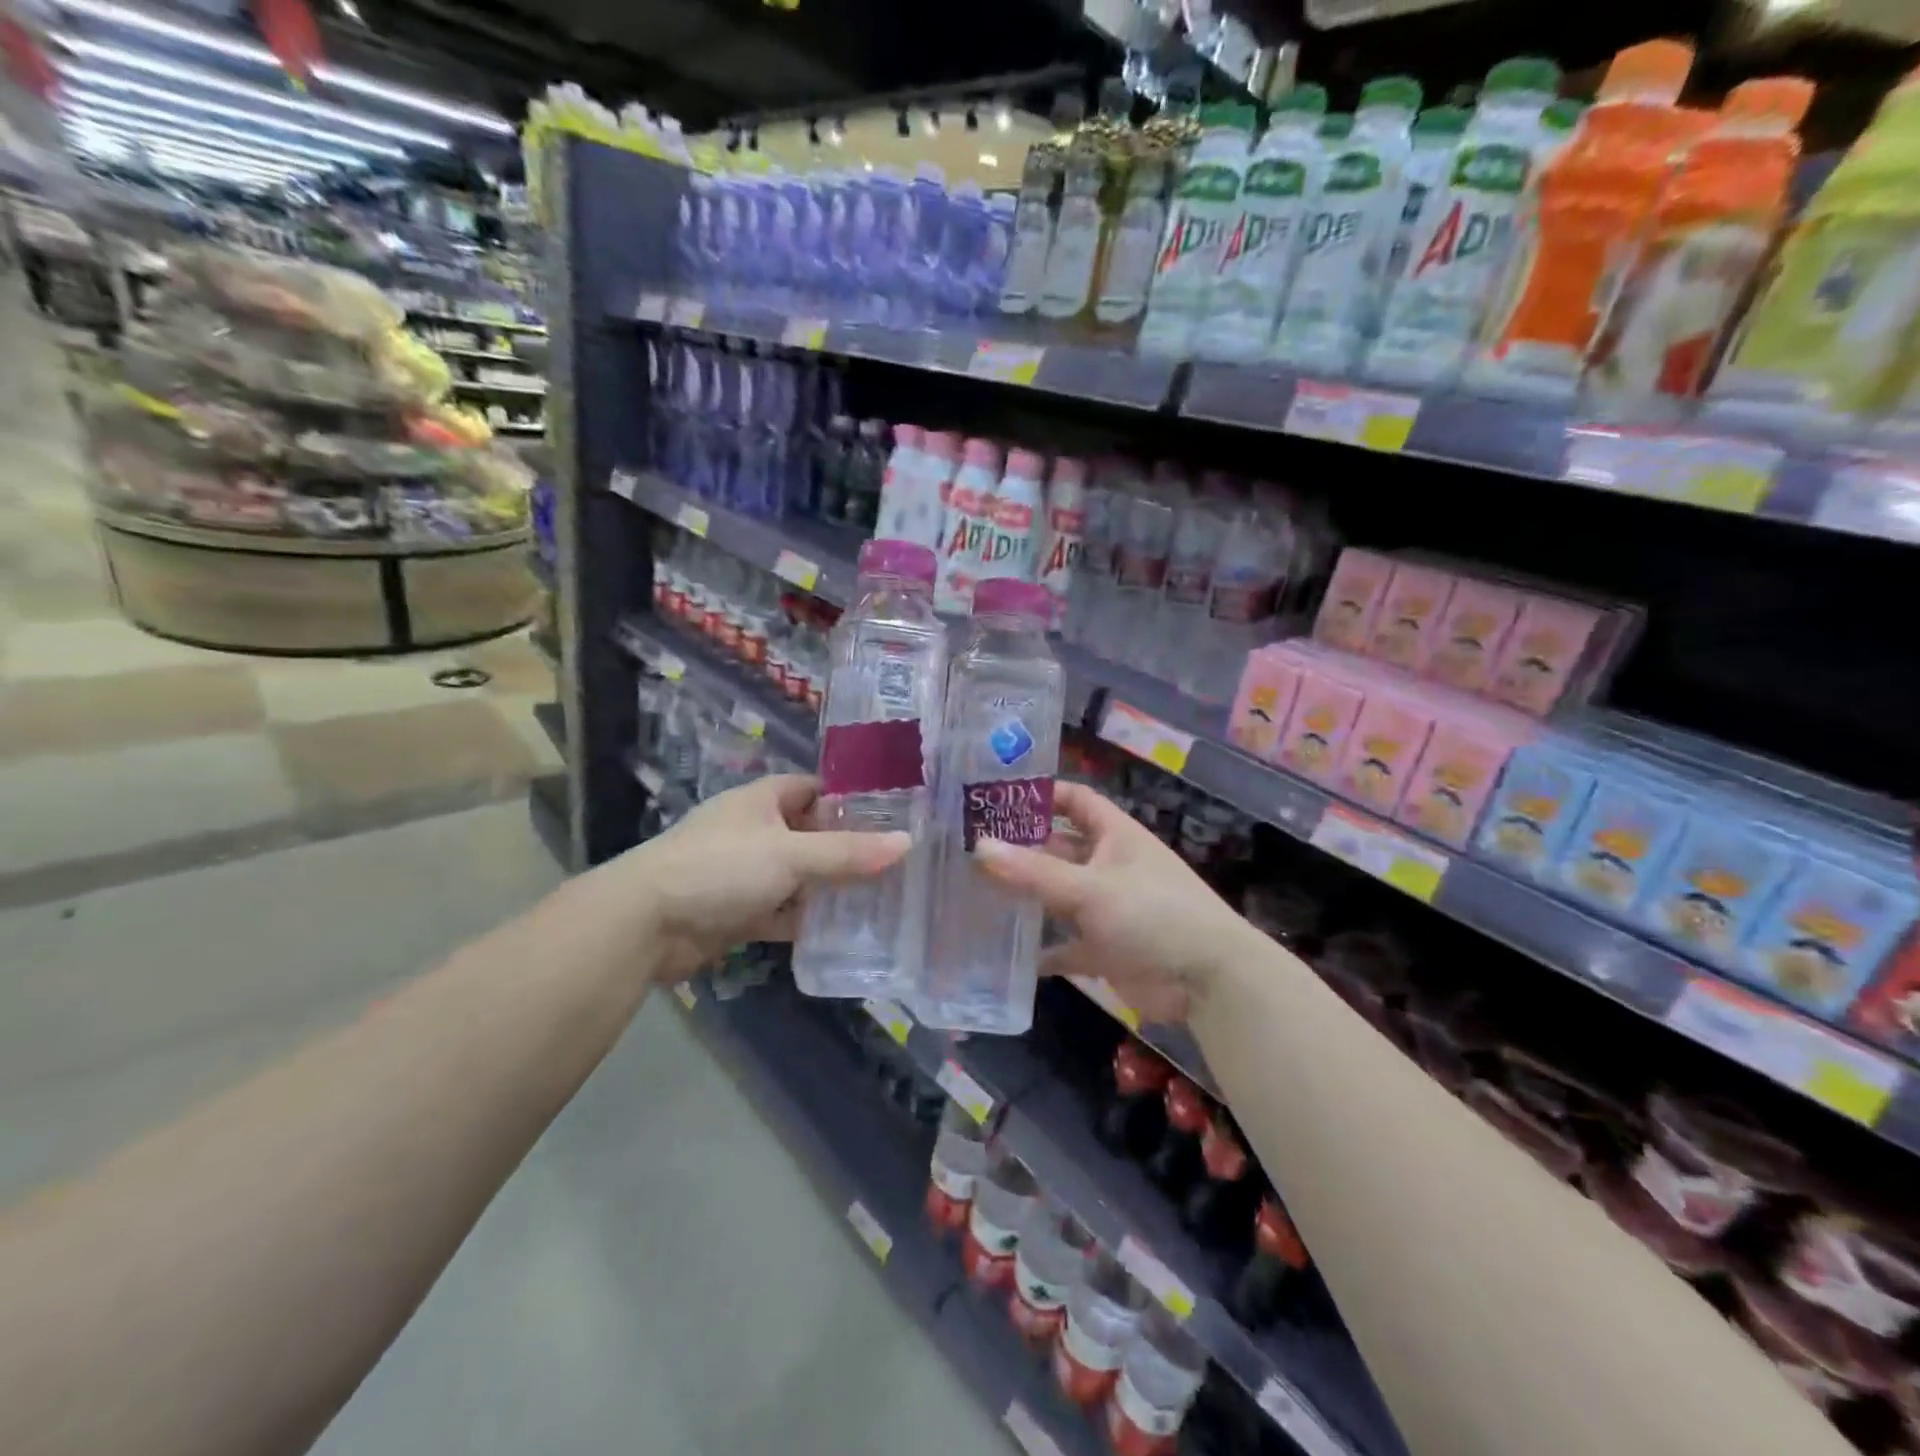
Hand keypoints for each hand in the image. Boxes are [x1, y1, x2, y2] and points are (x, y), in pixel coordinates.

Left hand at [629, 775, 908, 980]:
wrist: (645, 924)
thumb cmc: (721, 867)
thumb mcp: (791, 854)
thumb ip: (848, 852)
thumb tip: (907, 842)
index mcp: (763, 801)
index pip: (815, 789)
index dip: (850, 798)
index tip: (893, 813)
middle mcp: (755, 832)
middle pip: (811, 834)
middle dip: (848, 847)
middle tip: (898, 860)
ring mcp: (746, 873)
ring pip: (800, 876)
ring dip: (830, 887)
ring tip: (884, 895)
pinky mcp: (739, 912)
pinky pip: (784, 912)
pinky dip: (807, 920)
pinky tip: (844, 930)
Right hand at [973, 782, 1257, 1021]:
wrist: (1209, 982)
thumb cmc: (1153, 915)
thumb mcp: (1089, 889)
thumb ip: (1034, 871)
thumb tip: (979, 847)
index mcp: (1115, 835)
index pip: (1075, 800)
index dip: (1040, 795)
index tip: (996, 798)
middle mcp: (1109, 865)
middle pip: (1059, 848)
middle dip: (1021, 848)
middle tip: (969, 849)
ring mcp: (1107, 908)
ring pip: (1058, 895)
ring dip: (1026, 896)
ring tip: (975, 893)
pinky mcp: (1105, 948)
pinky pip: (1066, 944)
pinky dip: (1042, 948)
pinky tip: (1006, 952)